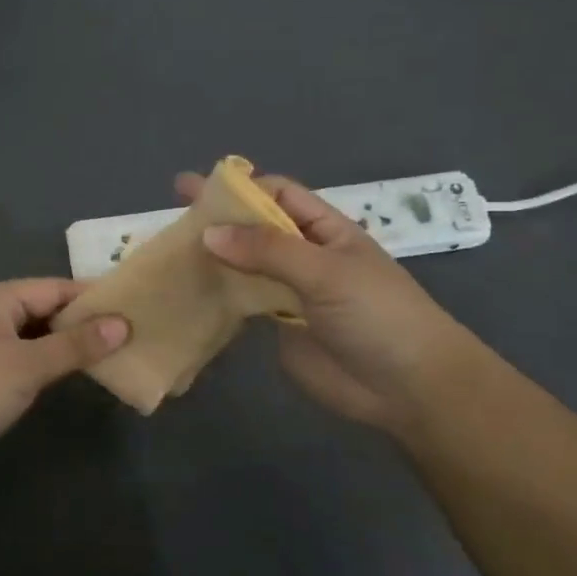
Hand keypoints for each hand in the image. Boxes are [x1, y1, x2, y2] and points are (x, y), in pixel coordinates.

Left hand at [0, 280, 129, 471]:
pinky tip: (71, 374)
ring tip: (111, 354)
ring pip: (36, 335)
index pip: (57, 288)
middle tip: (129, 334)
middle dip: (84, 322)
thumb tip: (122, 324)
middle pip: (47, 309)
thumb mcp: (28, 365)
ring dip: (67, 344)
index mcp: (0, 298)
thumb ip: (75, 345)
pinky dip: (48, 362)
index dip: (94, 298)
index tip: (134, 308)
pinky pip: (24, 356)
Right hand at [176, 171, 480, 431]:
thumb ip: (268, 251)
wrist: (407, 387)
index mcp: (325, 230)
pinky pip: (240, 302)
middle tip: (173, 205)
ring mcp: (288, 291)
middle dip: (218, 217)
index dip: (242, 188)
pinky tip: (185, 288)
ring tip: (169, 246)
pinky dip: (215, 293)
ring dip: (212, 255)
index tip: (199, 188)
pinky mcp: (276, 326)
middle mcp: (303, 255)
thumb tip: (209, 233)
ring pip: (243, 265)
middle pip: (255, 228)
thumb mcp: (327, 271)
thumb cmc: (378, 315)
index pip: (278, 195)